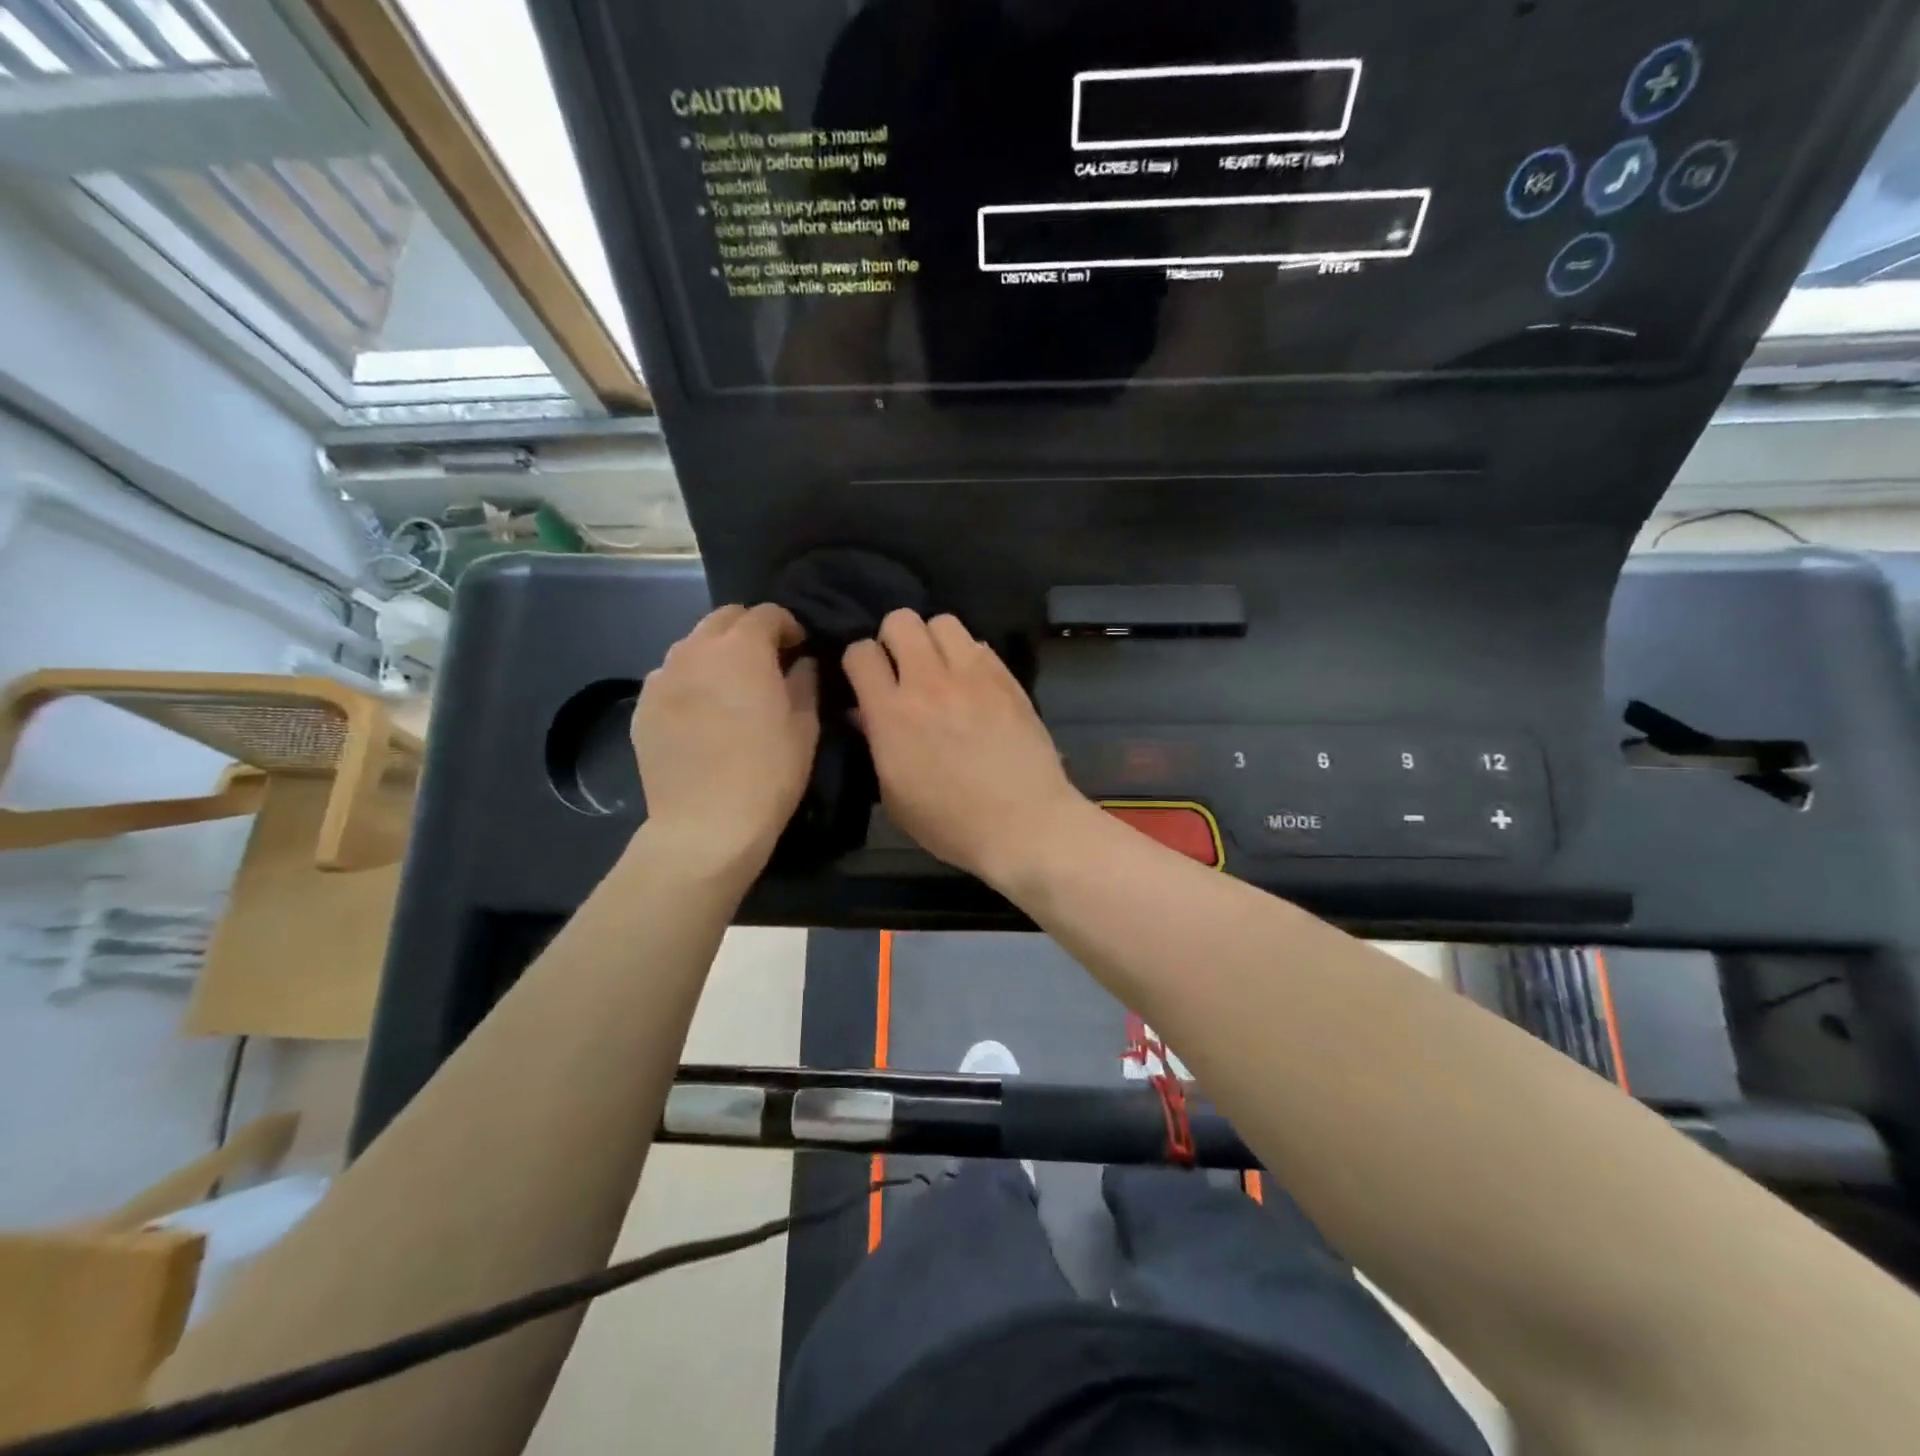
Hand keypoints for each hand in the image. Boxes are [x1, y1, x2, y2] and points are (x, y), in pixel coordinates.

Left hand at [632, 604, 818, 875]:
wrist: (705, 825)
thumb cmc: (768, 773)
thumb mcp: (804, 727)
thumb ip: (805, 683)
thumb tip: (802, 663)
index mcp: (742, 649)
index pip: (766, 614)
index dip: (787, 626)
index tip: (799, 649)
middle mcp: (696, 650)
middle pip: (723, 619)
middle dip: (748, 631)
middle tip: (766, 662)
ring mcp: (662, 677)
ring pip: (692, 646)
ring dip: (716, 654)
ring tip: (730, 688)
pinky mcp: (642, 707)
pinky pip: (670, 678)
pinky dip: (690, 683)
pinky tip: (702, 715)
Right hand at [844, 610, 1090, 886]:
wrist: (1024, 823)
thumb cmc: (951, 824)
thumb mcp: (894, 796)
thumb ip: (876, 745)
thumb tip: (865, 713)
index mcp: (891, 713)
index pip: (860, 652)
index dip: (858, 661)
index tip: (866, 679)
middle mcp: (928, 682)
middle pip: (900, 620)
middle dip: (893, 639)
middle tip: (902, 668)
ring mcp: (972, 675)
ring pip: (943, 621)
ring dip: (933, 640)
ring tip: (939, 669)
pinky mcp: (1006, 678)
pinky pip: (979, 645)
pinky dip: (968, 657)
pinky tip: (973, 685)